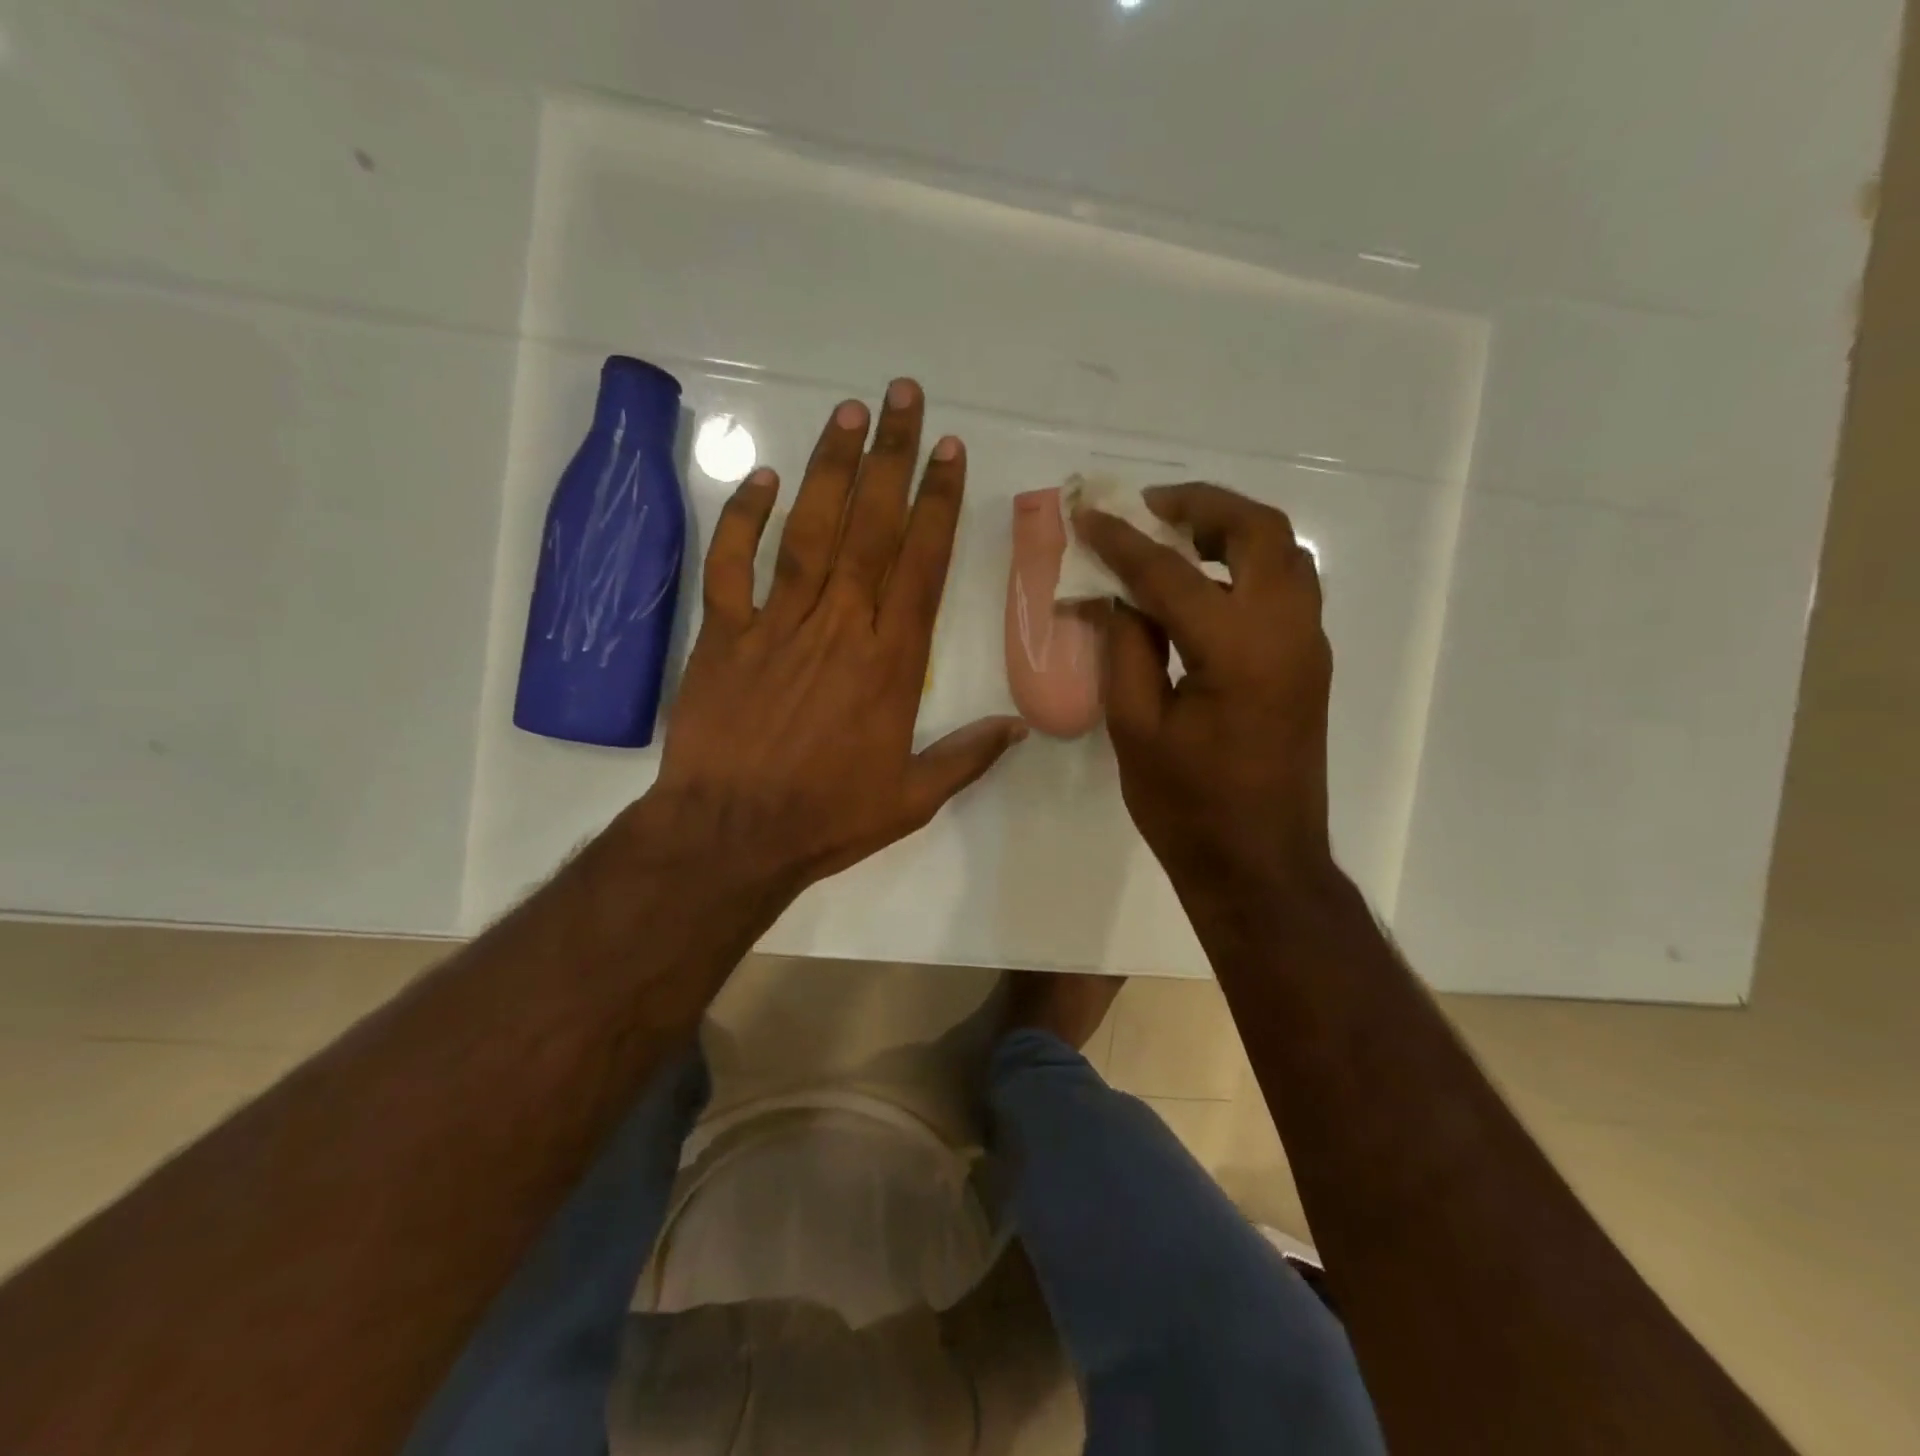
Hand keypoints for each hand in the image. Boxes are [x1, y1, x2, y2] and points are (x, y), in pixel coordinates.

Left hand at [646, 380, 1025, 898]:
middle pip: (872, 528)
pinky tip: (761, 476)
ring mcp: (777, 623)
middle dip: (892, 458)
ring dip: (831, 469)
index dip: (938, 503)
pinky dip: (744, 518)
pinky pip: (732, 564)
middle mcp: (840, 626)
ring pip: (809, 530)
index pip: (921, 564)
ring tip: (850, 413)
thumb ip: (967, 757)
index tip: (949, 452)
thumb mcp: (912, 799)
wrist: (731, 835)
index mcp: (891, 662)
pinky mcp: (723, 633)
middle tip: (904, 396)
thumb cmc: (827, 816)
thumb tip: (1020, 728)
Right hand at [1073, 482, 1333, 899]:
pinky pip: (1285, 586)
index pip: (1171, 572)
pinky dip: (1246, 564)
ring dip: (1231, 530)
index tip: (1086, 515)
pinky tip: (1201, 585)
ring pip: (1283, 553)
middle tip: (1149, 508)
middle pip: (1259, 531)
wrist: (1259, 865)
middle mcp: (1287, 631)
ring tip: (1175, 537)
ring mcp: (1308, 646)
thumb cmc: (1188, 807)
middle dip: (1202, 505)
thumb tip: (1114, 593)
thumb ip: (1125, 648)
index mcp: (1237, 649)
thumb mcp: (1136, 728)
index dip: (1122, 541)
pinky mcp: (1308, 664)